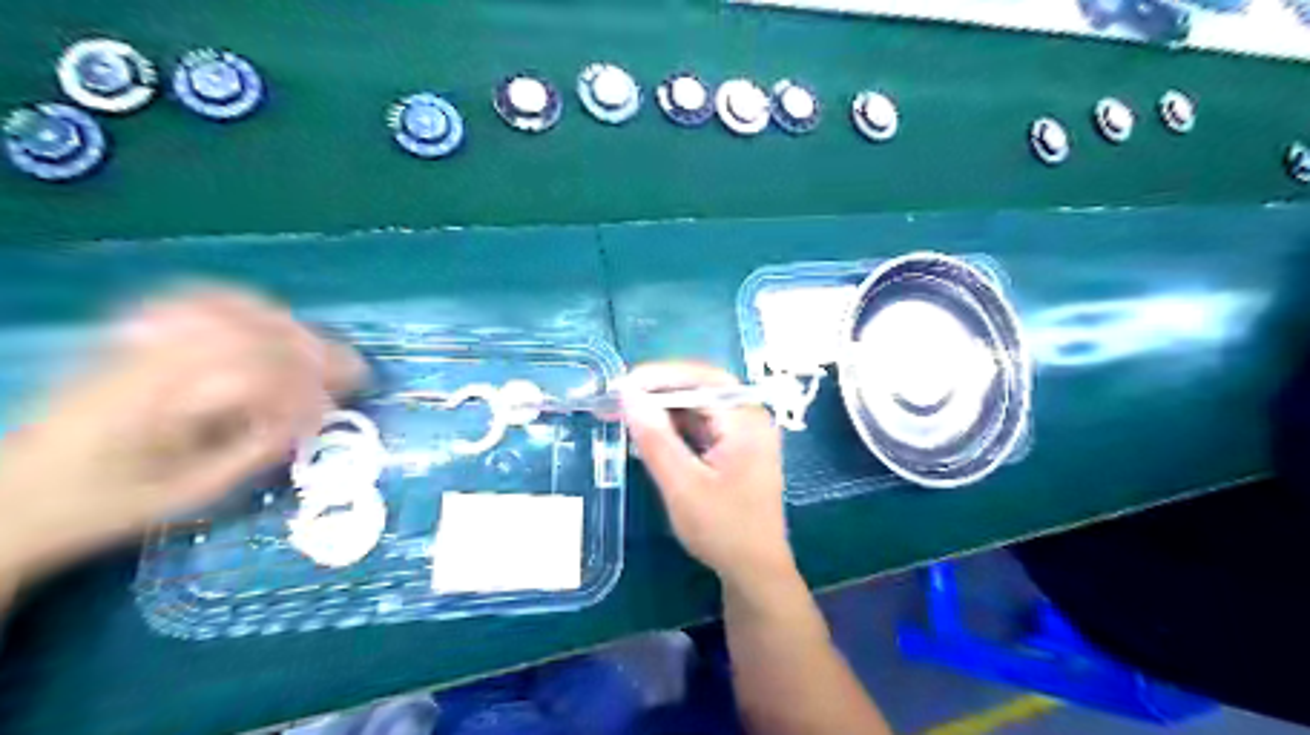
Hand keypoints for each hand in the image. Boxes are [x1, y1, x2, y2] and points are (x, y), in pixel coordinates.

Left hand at [1, 287, 362, 583]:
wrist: (19, 494)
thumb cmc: (109, 505)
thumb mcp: (191, 495)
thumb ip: (256, 451)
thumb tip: (312, 419)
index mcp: (157, 407)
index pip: (253, 376)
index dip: (307, 390)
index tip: (334, 411)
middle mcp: (148, 361)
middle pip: (248, 334)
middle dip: (312, 351)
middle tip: (352, 371)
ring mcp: (136, 340)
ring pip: (227, 309)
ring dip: (285, 325)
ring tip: (320, 347)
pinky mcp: (133, 334)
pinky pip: (196, 299)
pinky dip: (242, 302)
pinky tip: (268, 316)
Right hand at [622, 362, 793, 590]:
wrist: (755, 572)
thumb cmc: (723, 530)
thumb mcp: (683, 485)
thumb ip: (656, 439)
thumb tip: (628, 395)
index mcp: (747, 421)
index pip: (704, 379)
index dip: (662, 376)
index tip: (624, 384)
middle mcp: (750, 419)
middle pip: (702, 389)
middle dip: (659, 391)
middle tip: (620, 398)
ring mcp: (745, 434)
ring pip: (700, 407)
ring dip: (664, 408)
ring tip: (626, 414)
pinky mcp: (735, 450)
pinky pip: (702, 426)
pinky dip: (675, 427)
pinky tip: (649, 434)